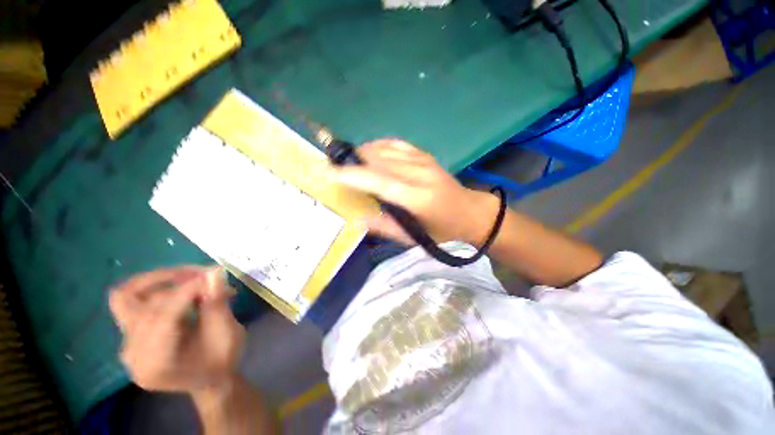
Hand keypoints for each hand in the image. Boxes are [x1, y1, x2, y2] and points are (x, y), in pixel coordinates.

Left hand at [109, 266, 244, 392]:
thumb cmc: (221, 360)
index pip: (164, 315)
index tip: (215, 274)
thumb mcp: (227, 333)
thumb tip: (214, 272)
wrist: (209, 379)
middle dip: (177, 283)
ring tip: (192, 279)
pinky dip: (155, 288)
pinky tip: (179, 288)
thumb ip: (217, 303)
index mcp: (156, 364)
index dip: (189, 290)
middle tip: (206, 275)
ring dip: (163, 282)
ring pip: (131, 298)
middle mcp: (132, 354)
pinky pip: (132, 301)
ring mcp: (127, 344)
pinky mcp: (130, 334)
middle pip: (143, 304)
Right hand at [333, 139, 498, 244]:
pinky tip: (369, 152)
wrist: (470, 212)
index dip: (353, 175)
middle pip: (379, 160)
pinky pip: (396, 143)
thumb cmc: (442, 231)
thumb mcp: (415, 238)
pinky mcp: (425, 154)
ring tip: (347, 161)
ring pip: (385, 149)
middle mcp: (420, 173)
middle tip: (332, 167)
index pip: (380, 181)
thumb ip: (385, 228)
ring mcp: (424, 160)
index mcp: (418, 198)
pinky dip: (378, 145)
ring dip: (362, 153)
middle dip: (352, 161)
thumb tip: (357, 219)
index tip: (328, 172)